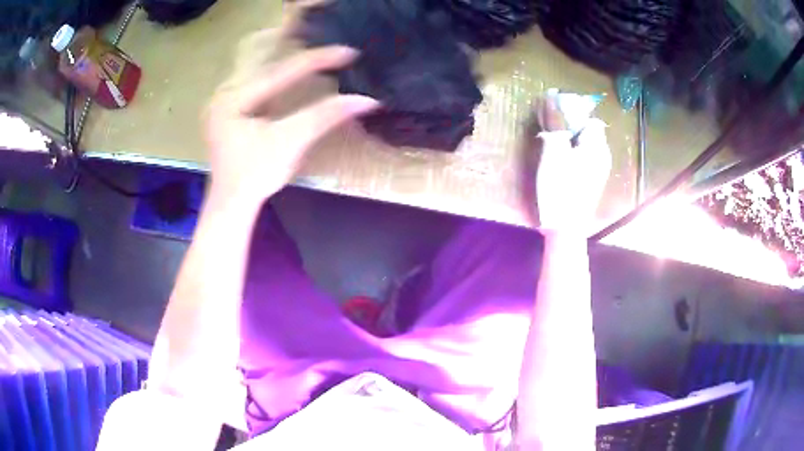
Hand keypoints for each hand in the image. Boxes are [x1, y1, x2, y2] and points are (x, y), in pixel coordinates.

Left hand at [203, 45, 378, 205]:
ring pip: (259, 68)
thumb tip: (366, 99)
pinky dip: (276, 73)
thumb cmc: (256, 176)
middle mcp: (224, 93)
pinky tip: (290, 67)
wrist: (232, 203)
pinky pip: (256, 81)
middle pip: (265, 60)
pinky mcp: (229, 109)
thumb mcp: (290, 143)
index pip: (281, 71)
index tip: (349, 52)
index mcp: (233, 99)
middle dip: (296, 48)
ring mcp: (224, 100)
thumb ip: (324, 116)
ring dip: (285, 56)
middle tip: (327, 40)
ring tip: (310, 45)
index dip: (317, 60)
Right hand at [534, 98, 611, 234]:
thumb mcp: (554, 151)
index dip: (573, 115)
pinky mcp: (591, 182)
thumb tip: (550, 99)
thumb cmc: (560, 186)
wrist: (565, 227)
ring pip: (584, 146)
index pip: (590, 119)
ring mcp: (598, 171)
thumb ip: (554, 124)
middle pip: (588, 132)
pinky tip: (558, 163)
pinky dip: (571, 155)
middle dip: (569, 128)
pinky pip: (583, 159)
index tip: (555, 120)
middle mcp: (602, 157)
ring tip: (551, 148)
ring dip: (568, 141)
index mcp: (597, 147)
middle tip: (550, 133)